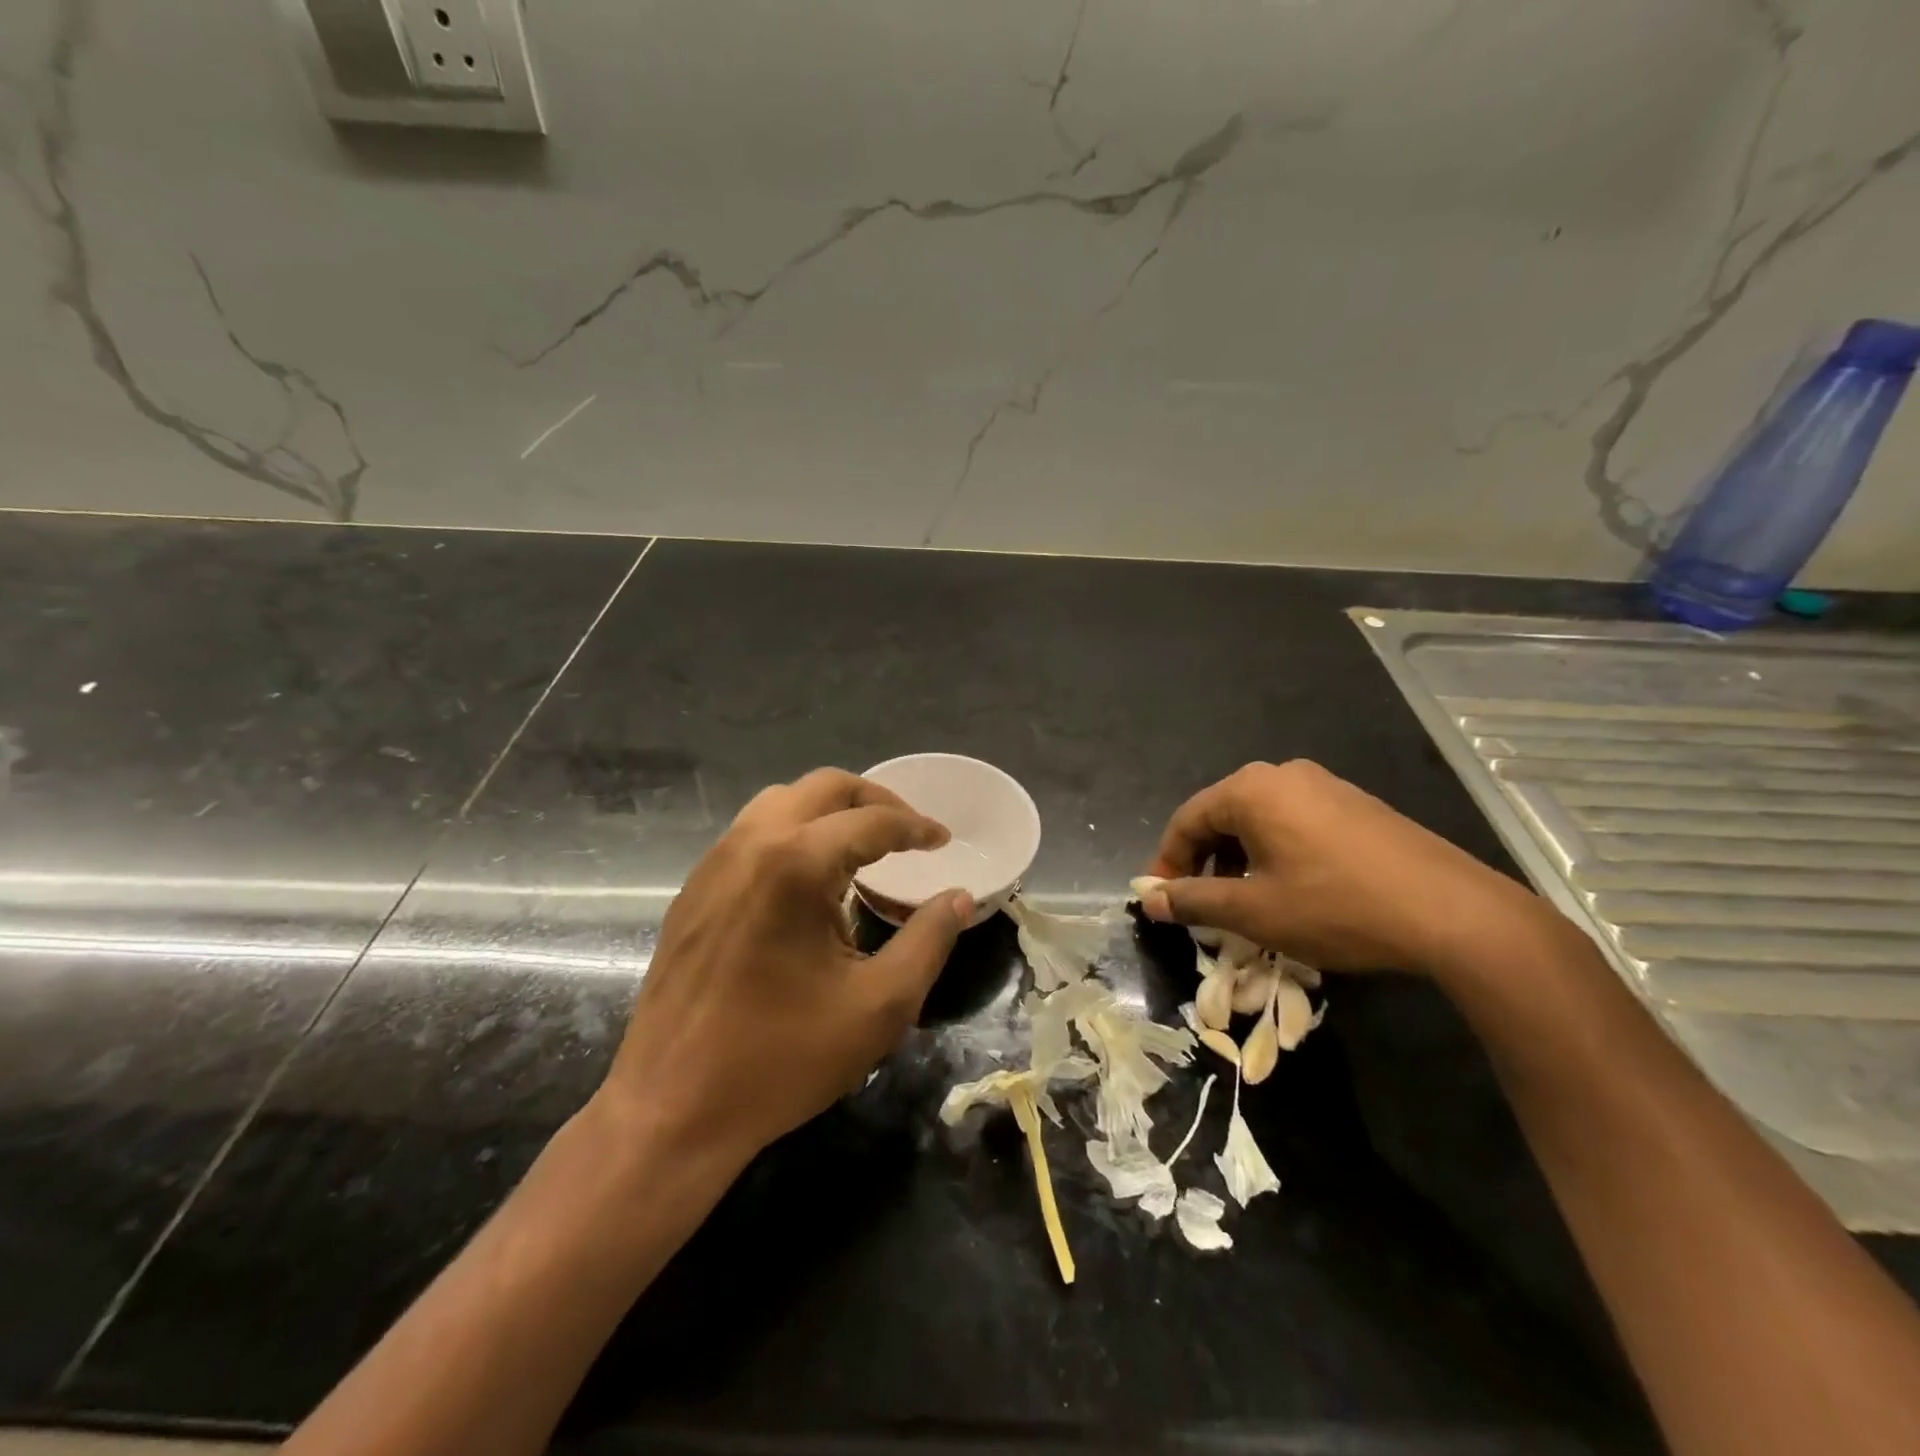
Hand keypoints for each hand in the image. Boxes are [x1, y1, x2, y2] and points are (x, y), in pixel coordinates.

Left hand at [592, 768, 973, 1169]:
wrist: (670, 1110)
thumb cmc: (782, 1059)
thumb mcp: (879, 1006)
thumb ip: (929, 940)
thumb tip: (958, 896)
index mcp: (795, 864)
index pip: (871, 821)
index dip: (916, 826)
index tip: (944, 840)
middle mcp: (749, 845)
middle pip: (822, 788)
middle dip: (874, 801)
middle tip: (908, 832)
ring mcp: (713, 865)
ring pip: (781, 802)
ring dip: (829, 812)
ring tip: (863, 848)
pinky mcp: (692, 891)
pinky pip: (751, 834)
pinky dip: (792, 833)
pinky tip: (809, 880)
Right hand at [1139, 759, 1549, 978]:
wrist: (1453, 913)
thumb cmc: (1336, 907)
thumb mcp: (1253, 911)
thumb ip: (1194, 900)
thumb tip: (1150, 899)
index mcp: (1251, 789)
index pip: (1186, 820)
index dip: (1167, 862)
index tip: (1162, 901)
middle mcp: (1284, 774)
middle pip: (1221, 815)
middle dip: (1204, 861)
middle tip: (1201, 905)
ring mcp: (1325, 785)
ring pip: (1259, 820)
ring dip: (1239, 860)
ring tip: (1244, 904)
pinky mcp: (1356, 804)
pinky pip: (1294, 822)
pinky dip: (1275, 853)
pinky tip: (1291, 890)